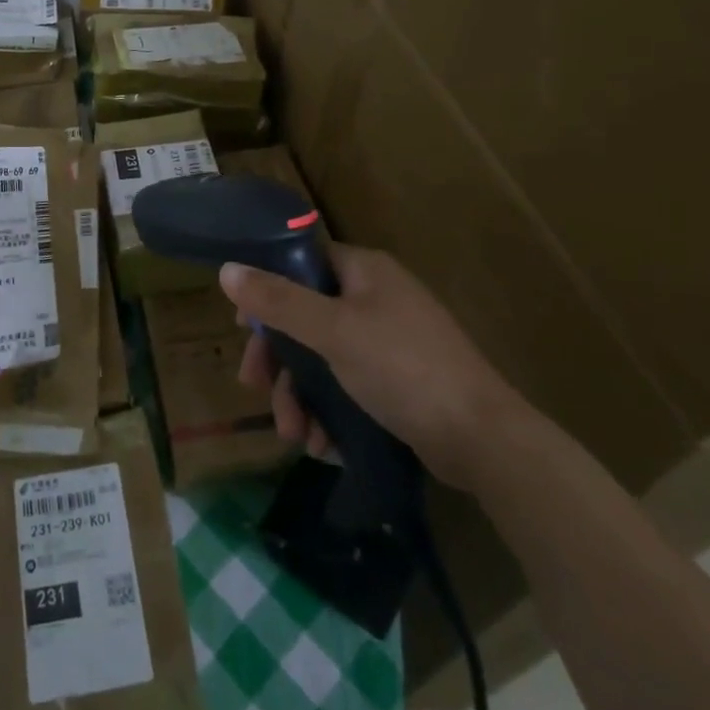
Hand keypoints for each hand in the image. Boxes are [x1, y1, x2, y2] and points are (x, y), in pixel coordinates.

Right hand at [224, 243, 525, 491]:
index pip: (301, 264)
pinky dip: (330, 412)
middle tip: (255, 387)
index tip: (243, 326)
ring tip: (296, 437)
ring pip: (324, 358)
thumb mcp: (333, 331)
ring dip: (301, 397)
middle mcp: (376, 298)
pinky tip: (324, 445)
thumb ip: (278, 301)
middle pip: (306, 317)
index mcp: (364, 272)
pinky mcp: (398, 381)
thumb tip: (226, 270)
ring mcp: (389, 341)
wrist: (483, 439)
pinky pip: (348, 386)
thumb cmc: (403, 368)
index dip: (267, 289)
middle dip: (280, 360)